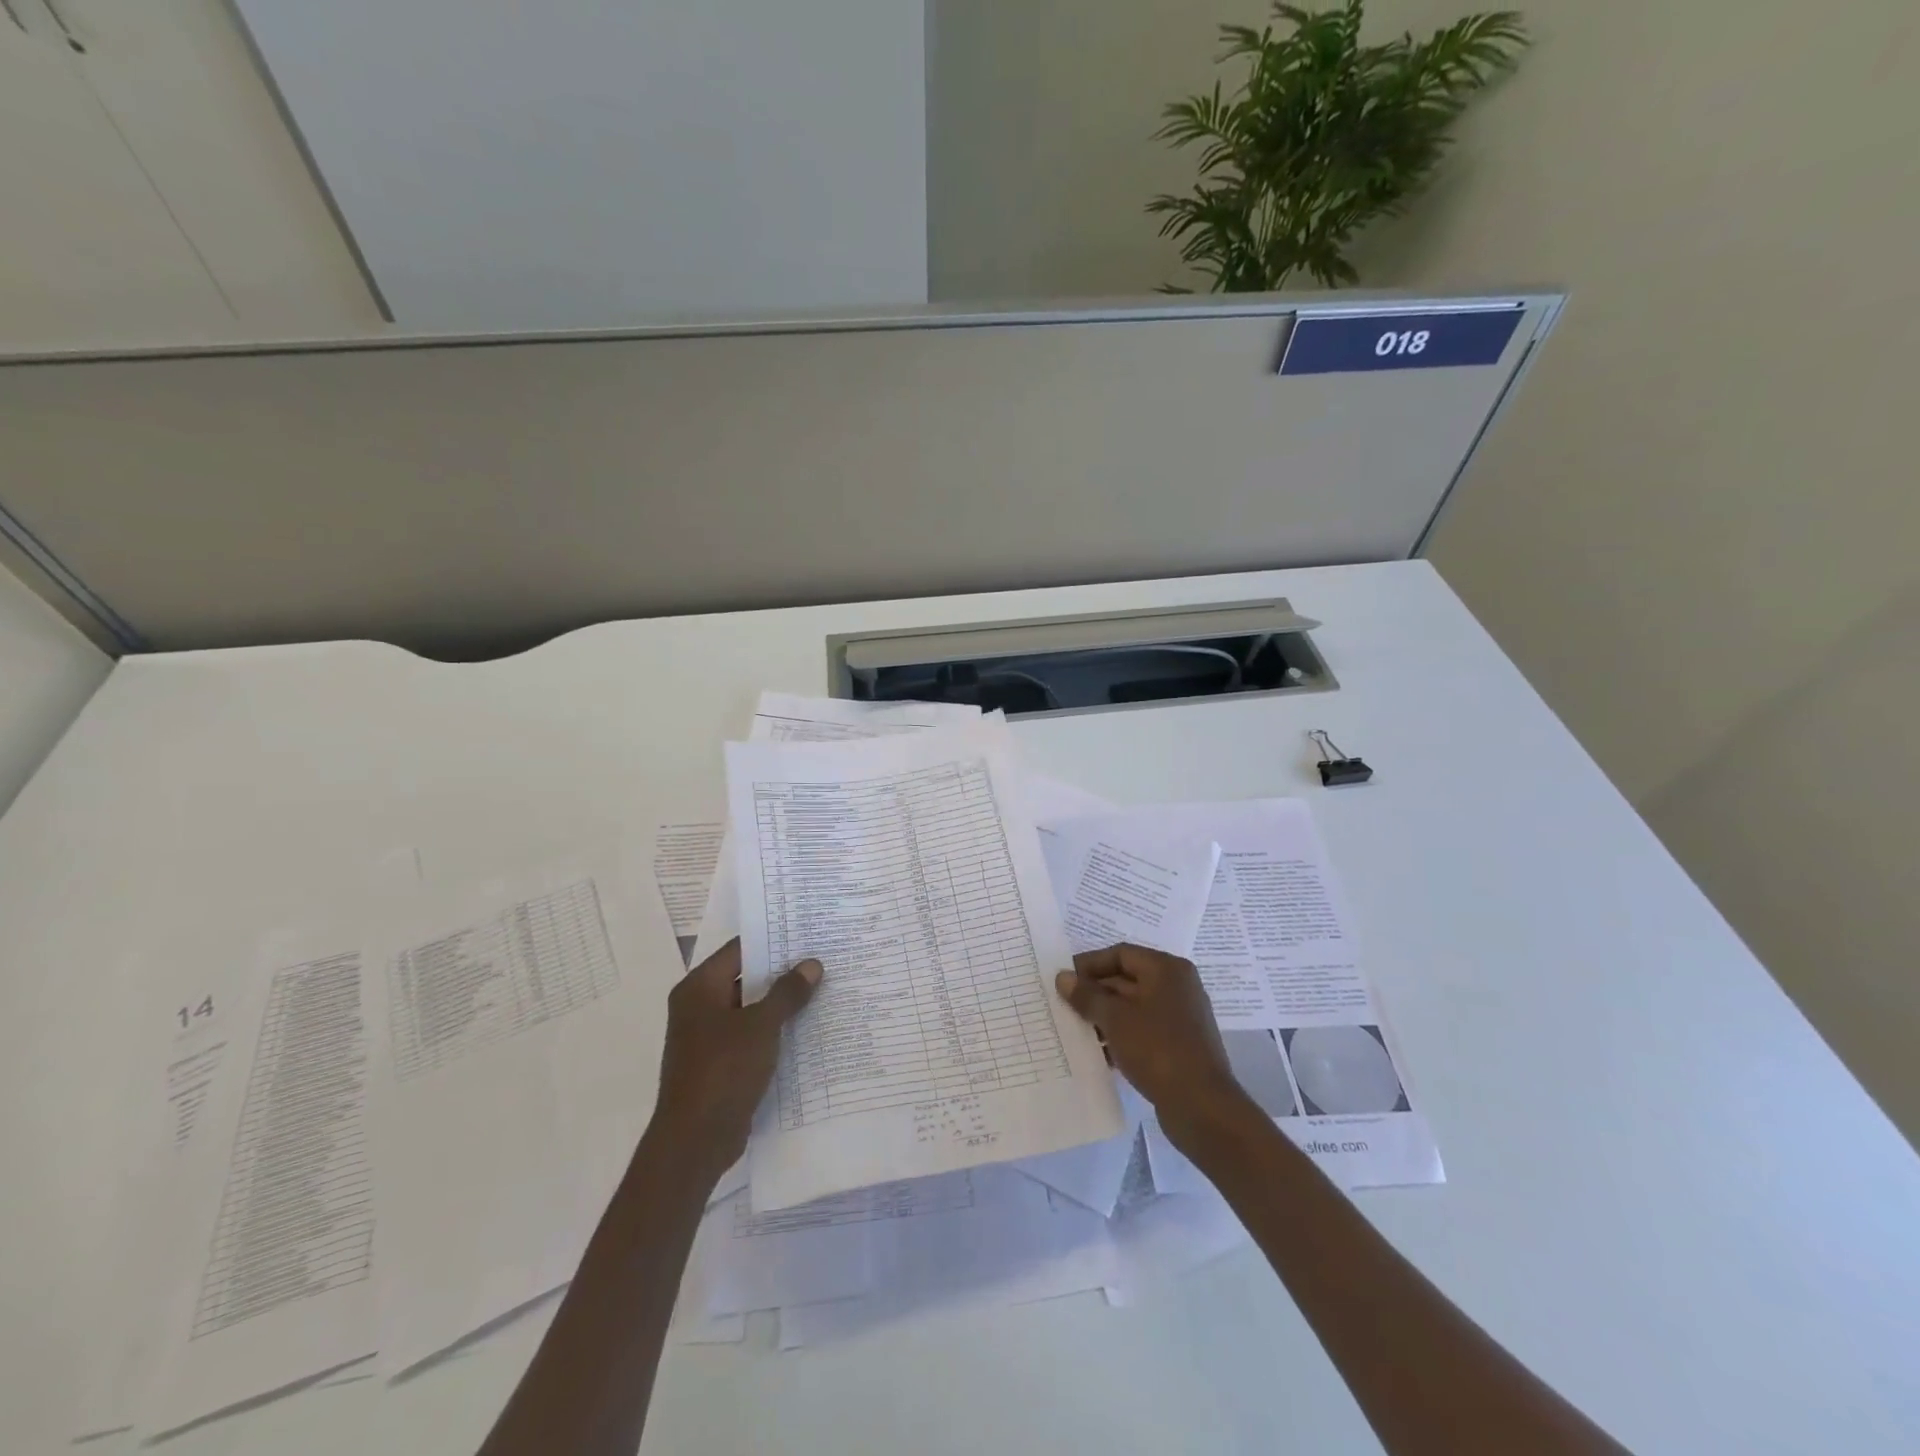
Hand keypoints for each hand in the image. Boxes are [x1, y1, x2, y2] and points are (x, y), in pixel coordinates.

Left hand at [649, 938, 820, 1182]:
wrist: (694, 1141)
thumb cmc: (723, 1070)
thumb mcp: (761, 1026)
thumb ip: (787, 992)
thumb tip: (812, 964)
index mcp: (699, 988)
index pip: (740, 949)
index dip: (773, 940)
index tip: (807, 933)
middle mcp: (698, 1006)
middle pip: (746, 977)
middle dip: (782, 972)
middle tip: (821, 959)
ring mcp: (707, 1036)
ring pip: (750, 1008)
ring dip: (780, 1003)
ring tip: (822, 989)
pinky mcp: (718, 1063)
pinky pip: (750, 1035)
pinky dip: (773, 1030)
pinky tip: (806, 1029)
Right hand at [1055, 943, 1256, 1154]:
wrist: (1202, 1107)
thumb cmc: (1157, 1049)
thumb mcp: (1115, 1019)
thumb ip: (1087, 995)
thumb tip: (1063, 977)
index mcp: (1167, 969)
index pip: (1121, 954)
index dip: (1090, 964)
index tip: (1063, 979)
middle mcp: (1177, 986)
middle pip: (1127, 979)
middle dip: (1095, 992)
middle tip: (1064, 1006)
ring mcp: (1181, 1017)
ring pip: (1133, 1007)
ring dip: (1105, 1016)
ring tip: (1076, 1030)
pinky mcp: (1179, 1045)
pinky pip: (1143, 1030)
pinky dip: (1121, 1036)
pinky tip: (1100, 1053)